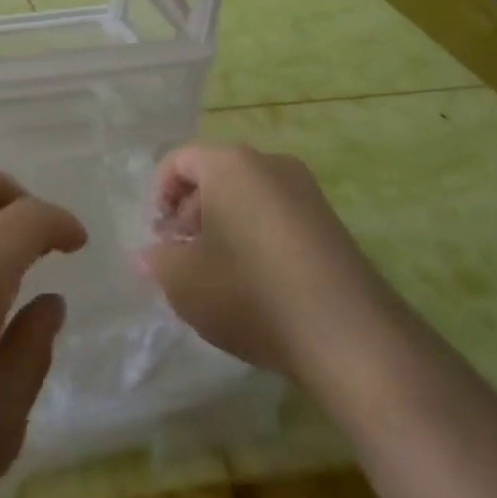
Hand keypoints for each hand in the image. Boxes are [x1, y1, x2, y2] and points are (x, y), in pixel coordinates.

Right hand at [140, 142, 364, 375]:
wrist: (348, 337)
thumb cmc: (248, 292)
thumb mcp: (181, 280)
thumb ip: (156, 260)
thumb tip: (148, 256)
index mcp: (231, 164)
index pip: (178, 161)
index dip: (158, 196)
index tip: (159, 238)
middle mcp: (272, 165)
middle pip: (214, 176)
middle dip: (190, 213)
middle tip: (182, 257)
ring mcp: (308, 193)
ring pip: (247, 198)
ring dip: (222, 227)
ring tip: (217, 276)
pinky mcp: (331, 225)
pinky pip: (277, 218)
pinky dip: (255, 239)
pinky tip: (255, 286)